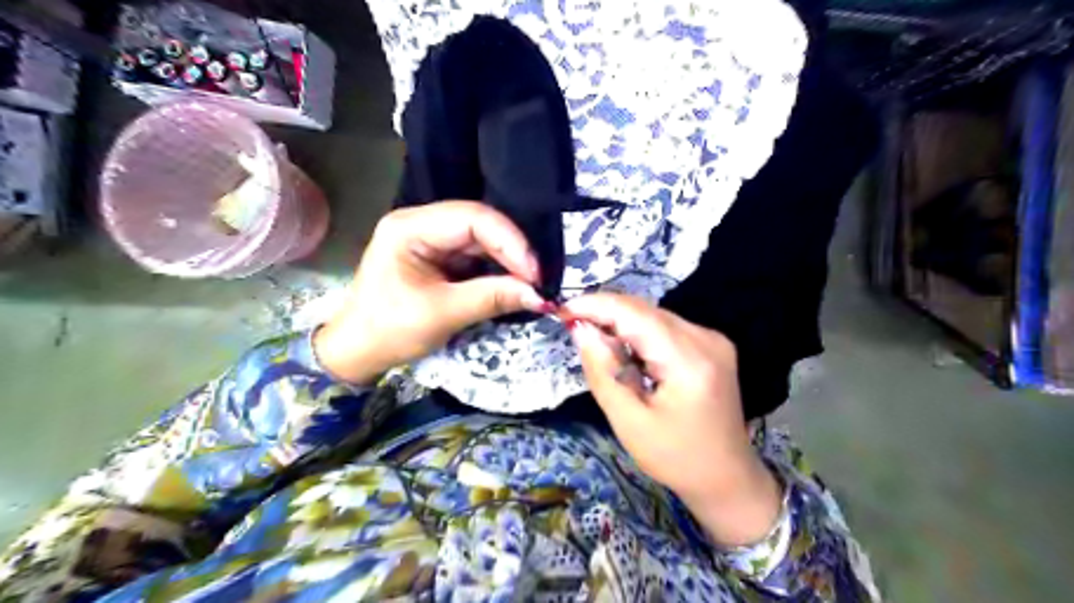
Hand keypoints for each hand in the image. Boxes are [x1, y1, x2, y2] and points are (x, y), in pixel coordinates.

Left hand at [312, 199, 547, 383]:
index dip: (510, 242)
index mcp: (409, 228)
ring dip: (509, 261)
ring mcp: (431, 238)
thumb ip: (492, 298)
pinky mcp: (440, 256)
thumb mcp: (443, 314)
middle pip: (480, 225)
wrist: (360, 350)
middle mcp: (421, 223)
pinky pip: (477, 255)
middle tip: (538, 281)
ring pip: (483, 240)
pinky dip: (498, 269)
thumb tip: (540, 295)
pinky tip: (514, 282)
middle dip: (512, 252)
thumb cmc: (390, 331)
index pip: (472, 219)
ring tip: (531, 283)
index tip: (535, 273)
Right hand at [565, 295, 785, 548]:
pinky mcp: (711, 344)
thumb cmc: (676, 458)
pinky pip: (665, 326)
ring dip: (620, 323)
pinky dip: (638, 332)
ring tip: (595, 343)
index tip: (561, 310)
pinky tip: (625, 352)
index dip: (595, 305)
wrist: (727, 476)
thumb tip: (580, 329)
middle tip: (572, 327)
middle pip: (645, 310)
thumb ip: (603, 371)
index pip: (635, 314)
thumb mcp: (629, 421)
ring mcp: (712, 339)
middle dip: (605, 313)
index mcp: (689, 360)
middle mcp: (706, 338)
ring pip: (653, 315)